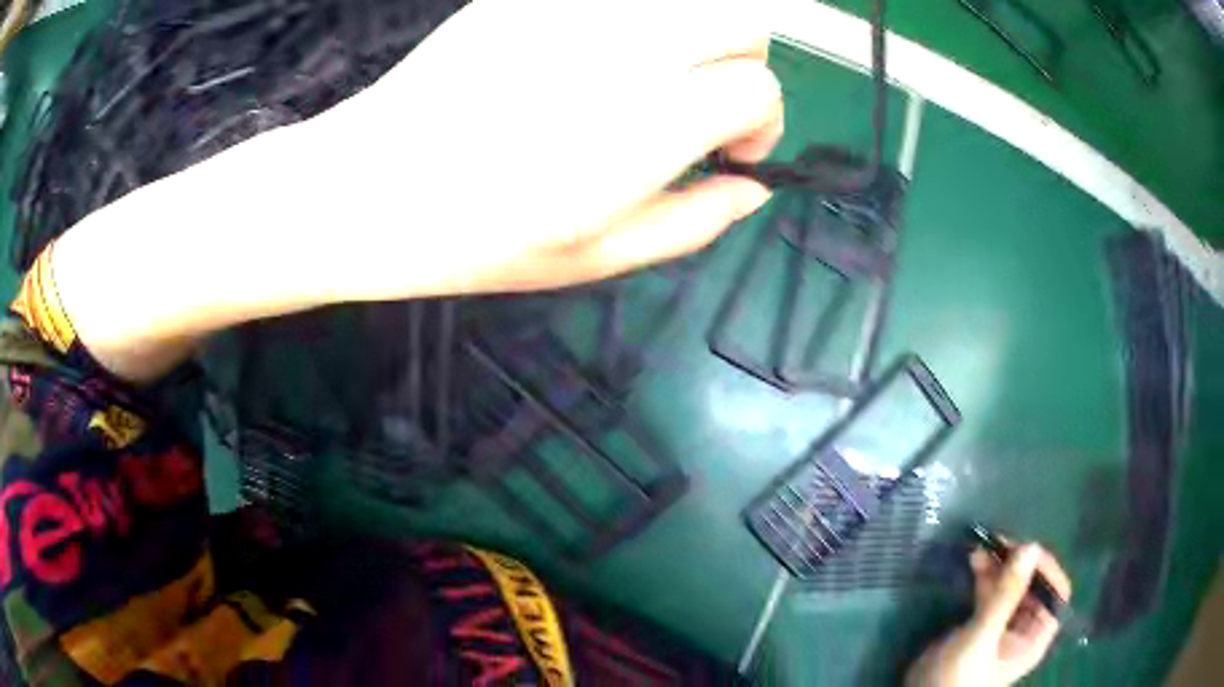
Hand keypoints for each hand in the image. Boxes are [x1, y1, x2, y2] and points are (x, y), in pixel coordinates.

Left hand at [292, 0, 783, 297]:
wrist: (369, 186)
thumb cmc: (476, 238)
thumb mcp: (596, 259)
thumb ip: (693, 223)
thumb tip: (754, 191)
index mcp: (644, 126)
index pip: (755, 88)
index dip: (759, 124)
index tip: (731, 153)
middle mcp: (623, 50)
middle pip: (741, 20)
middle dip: (744, 63)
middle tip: (706, 103)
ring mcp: (575, 10)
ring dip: (701, 31)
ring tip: (664, 73)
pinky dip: (644, 16)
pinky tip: (607, 51)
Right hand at [906, 543, 1072, 686]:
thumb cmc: (956, 676)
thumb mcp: (980, 638)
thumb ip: (1005, 597)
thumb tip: (1030, 547)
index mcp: (1034, 637)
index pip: (1055, 593)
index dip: (1045, 568)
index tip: (1023, 550)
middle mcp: (1024, 630)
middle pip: (1032, 586)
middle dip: (1017, 564)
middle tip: (997, 543)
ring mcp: (1003, 628)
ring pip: (1011, 587)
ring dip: (999, 567)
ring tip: (981, 548)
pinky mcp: (982, 627)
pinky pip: (991, 595)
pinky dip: (985, 577)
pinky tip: (974, 563)